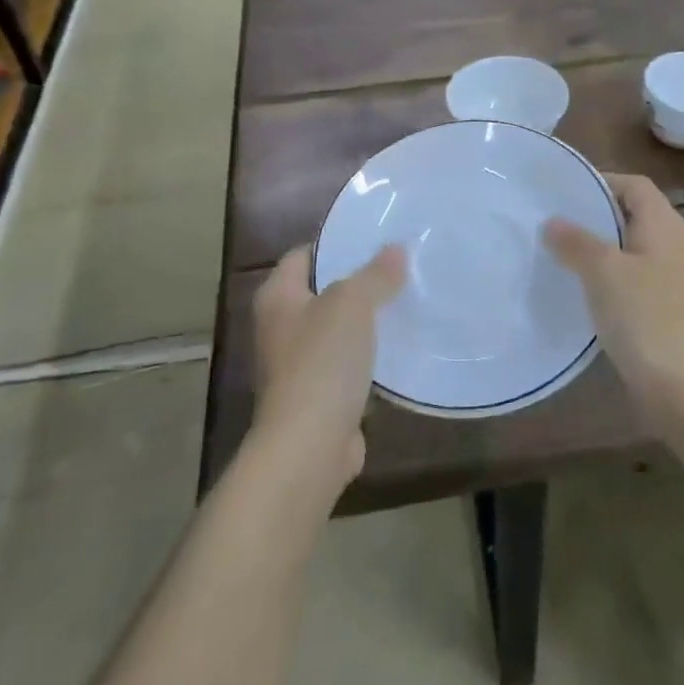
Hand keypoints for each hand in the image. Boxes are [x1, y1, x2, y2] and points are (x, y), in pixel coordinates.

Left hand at [251, 244, 406, 493]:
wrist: (309, 446)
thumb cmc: (322, 362)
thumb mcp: (352, 304)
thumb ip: (375, 274)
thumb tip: (396, 249)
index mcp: (277, 298)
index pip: (303, 254)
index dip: (336, 244)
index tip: (376, 239)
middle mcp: (281, 327)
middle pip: (322, 291)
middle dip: (358, 281)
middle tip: (400, 267)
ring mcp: (297, 364)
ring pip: (337, 329)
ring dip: (366, 320)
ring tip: (406, 300)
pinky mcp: (318, 395)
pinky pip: (347, 363)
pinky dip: (369, 355)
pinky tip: (400, 346)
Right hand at [543, 174, 683, 425]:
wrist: (679, 385)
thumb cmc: (643, 316)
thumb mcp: (603, 271)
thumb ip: (576, 241)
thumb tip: (553, 222)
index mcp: (663, 225)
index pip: (634, 185)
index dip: (603, 181)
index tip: (565, 191)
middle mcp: (671, 243)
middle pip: (632, 213)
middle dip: (595, 213)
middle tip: (555, 219)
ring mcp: (669, 276)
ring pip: (629, 246)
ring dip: (598, 245)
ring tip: (559, 249)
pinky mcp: (661, 304)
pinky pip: (630, 274)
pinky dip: (606, 273)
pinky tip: (580, 286)